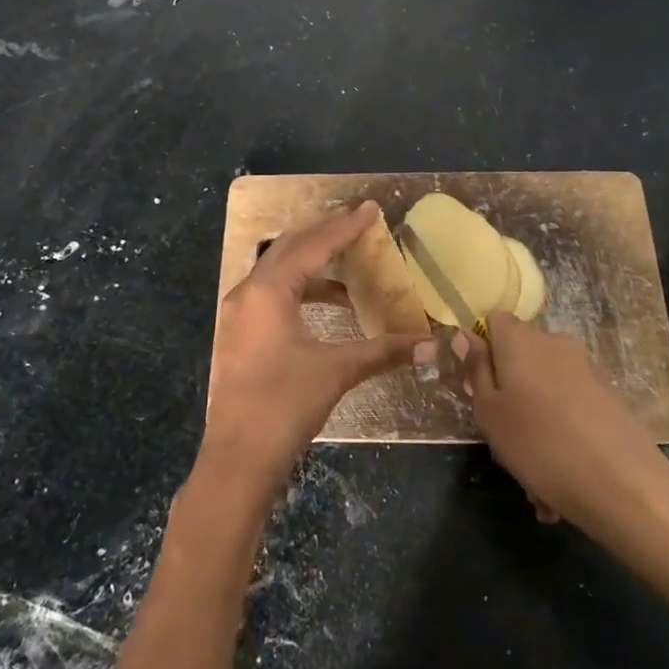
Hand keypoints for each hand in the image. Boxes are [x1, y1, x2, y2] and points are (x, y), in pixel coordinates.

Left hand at [201, 202, 431, 497]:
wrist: (237, 458)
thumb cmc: (285, 404)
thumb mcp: (337, 370)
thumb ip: (384, 351)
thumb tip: (431, 345)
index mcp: (268, 290)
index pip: (314, 246)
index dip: (345, 227)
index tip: (371, 210)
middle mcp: (248, 292)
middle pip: (290, 249)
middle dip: (324, 235)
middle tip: (357, 225)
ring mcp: (238, 314)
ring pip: (278, 272)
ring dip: (313, 265)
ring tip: (350, 267)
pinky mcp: (238, 335)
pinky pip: (272, 295)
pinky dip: (301, 291)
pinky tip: (328, 307)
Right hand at [456, 313, 668, 536]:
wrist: (623, 483)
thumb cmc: (539, 444)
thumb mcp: (490, 412)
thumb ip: (476, 369)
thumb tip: (466, 334)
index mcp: (519, 339)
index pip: (493, 321)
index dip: (481, 350)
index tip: (477, 387)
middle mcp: (553, 342)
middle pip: (518, 356)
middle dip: (507, 391)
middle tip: (501, 436)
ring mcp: (584, 367)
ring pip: (543, 388)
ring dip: (533, 420)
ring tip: (533, 474)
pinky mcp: (606, 394)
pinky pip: (568, 407)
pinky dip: (559, 432)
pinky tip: (559, 477)